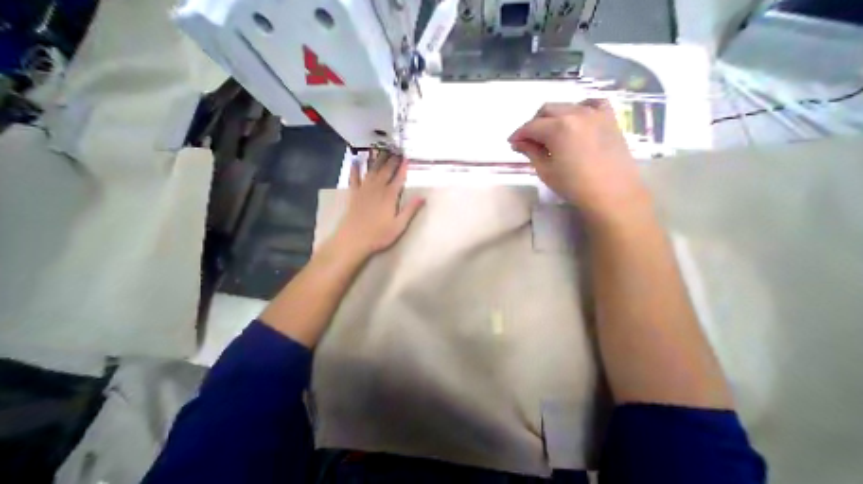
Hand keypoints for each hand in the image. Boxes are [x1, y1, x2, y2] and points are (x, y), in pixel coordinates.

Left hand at [331, 151, 423, 258]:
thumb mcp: (399, 225)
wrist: (353, 239)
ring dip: (377, 160)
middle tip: (396, 150)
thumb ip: (410, 210)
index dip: (403, 168)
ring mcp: (364, 190)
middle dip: (391, 160)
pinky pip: (354, 178)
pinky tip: (356, 161)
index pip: (398, 179)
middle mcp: (377, 189)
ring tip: (381, 149)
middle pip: (385, 171)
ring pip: (372, 171)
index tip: (406, 158)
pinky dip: (355, 169)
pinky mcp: (354, 194)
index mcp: (390, 197)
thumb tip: (423, 197)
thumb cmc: (379, 235)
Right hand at [508, 100, 650, 220]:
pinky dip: (579, 109)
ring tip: (550, 134)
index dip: (518, 134)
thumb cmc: (573, 185)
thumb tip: (517, 143)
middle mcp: (576, 113)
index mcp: (558, 128)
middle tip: (528, 141)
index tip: (512, 143)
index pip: (531, 126)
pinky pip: (591, 104)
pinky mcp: (609, 118)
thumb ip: (530, 152)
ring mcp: (595, 113)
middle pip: (547, 110)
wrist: (611, 192)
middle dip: (533, 123)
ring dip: (552, 117)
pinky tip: (575, 121)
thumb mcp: (545, 170)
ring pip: (566, 106)